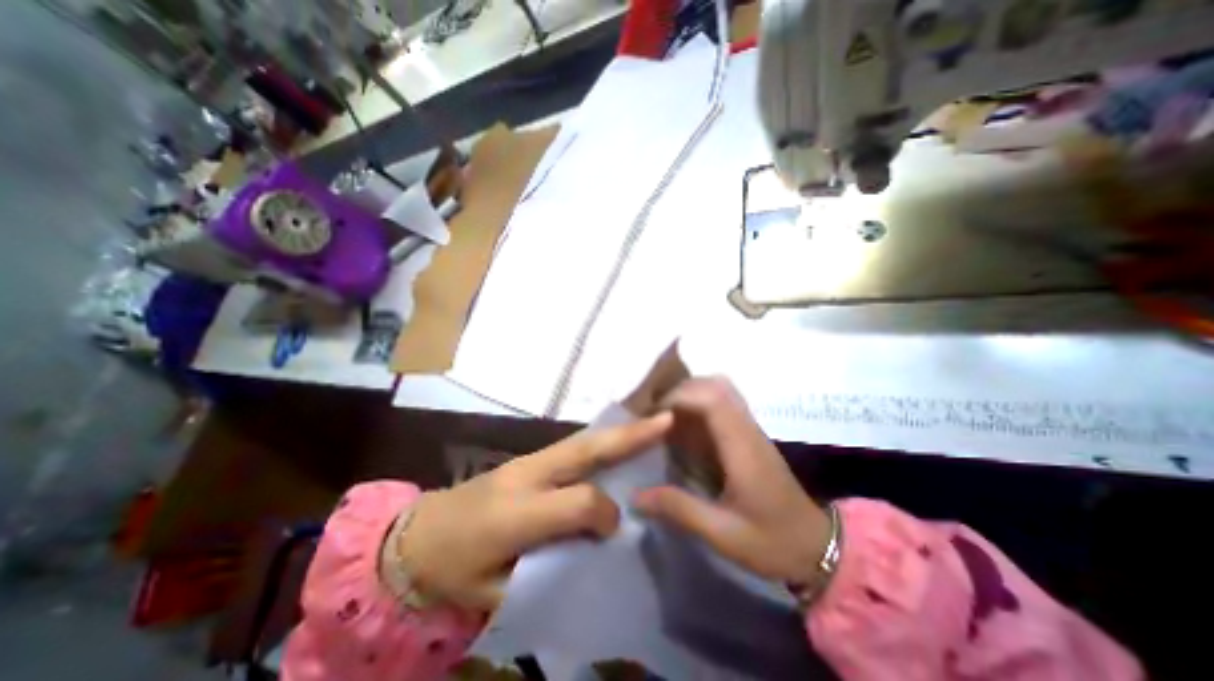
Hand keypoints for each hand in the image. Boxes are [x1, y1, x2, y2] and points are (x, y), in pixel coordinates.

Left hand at [396, 411, 672, 615]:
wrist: (416, 535)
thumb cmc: (454, 569)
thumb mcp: (495, 591)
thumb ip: (547, 571)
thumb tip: (594, 547)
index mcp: (516, 513)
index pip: (580, 502)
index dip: (606, 514)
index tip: (615, 528)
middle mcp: (528, 475)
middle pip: (585, 450)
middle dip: (628, 436)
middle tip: (665, 420)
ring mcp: (528, 460)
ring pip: (582, 440)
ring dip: (619, 431)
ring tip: (652, 421)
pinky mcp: (530, 457)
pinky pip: (573, 444)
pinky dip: (601, 439)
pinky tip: (619, 438)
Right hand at [631, 378, 829, 584]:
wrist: (817, 546)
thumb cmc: (772, 541)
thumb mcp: (723, 534)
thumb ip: (679, 510)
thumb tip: (635, 496)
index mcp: (742, 447)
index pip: (712, 399)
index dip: (679, 397)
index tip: (653, 414)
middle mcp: (747, 429)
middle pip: (714, 385)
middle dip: (679, 392)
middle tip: (654, 414)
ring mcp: (750, 429)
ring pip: (719, 390)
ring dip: (689, 395)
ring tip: (664, 417)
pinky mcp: (748, 434)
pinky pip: (721, 404)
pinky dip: (697, 405)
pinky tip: (683, 428)